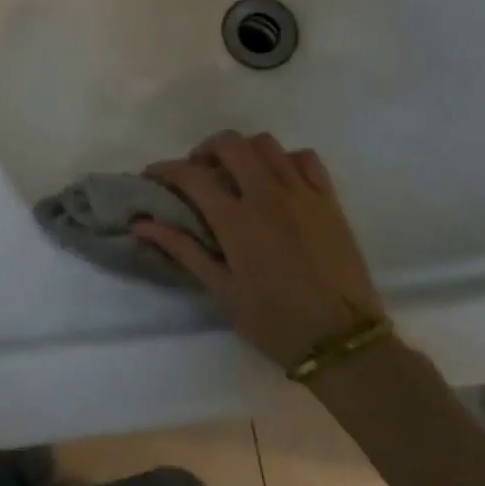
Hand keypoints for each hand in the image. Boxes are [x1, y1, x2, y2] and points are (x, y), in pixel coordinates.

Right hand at [133, 132, 386, 370]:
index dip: (165, 170)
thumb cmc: (274, 321)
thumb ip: (183, 249)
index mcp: (236, 220)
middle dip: (205, 149)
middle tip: (197, 172)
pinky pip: (305, 159)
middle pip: (230, 144)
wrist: (342, 341)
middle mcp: (267, 195)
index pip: (191, 176)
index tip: (152, 176)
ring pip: (267, 144)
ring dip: (243, 151)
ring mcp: (302, 194)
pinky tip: (277, 180)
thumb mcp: (222, 290)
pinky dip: (284, 159)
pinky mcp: (329, 200)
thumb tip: (142, 224)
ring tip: (236, 173)